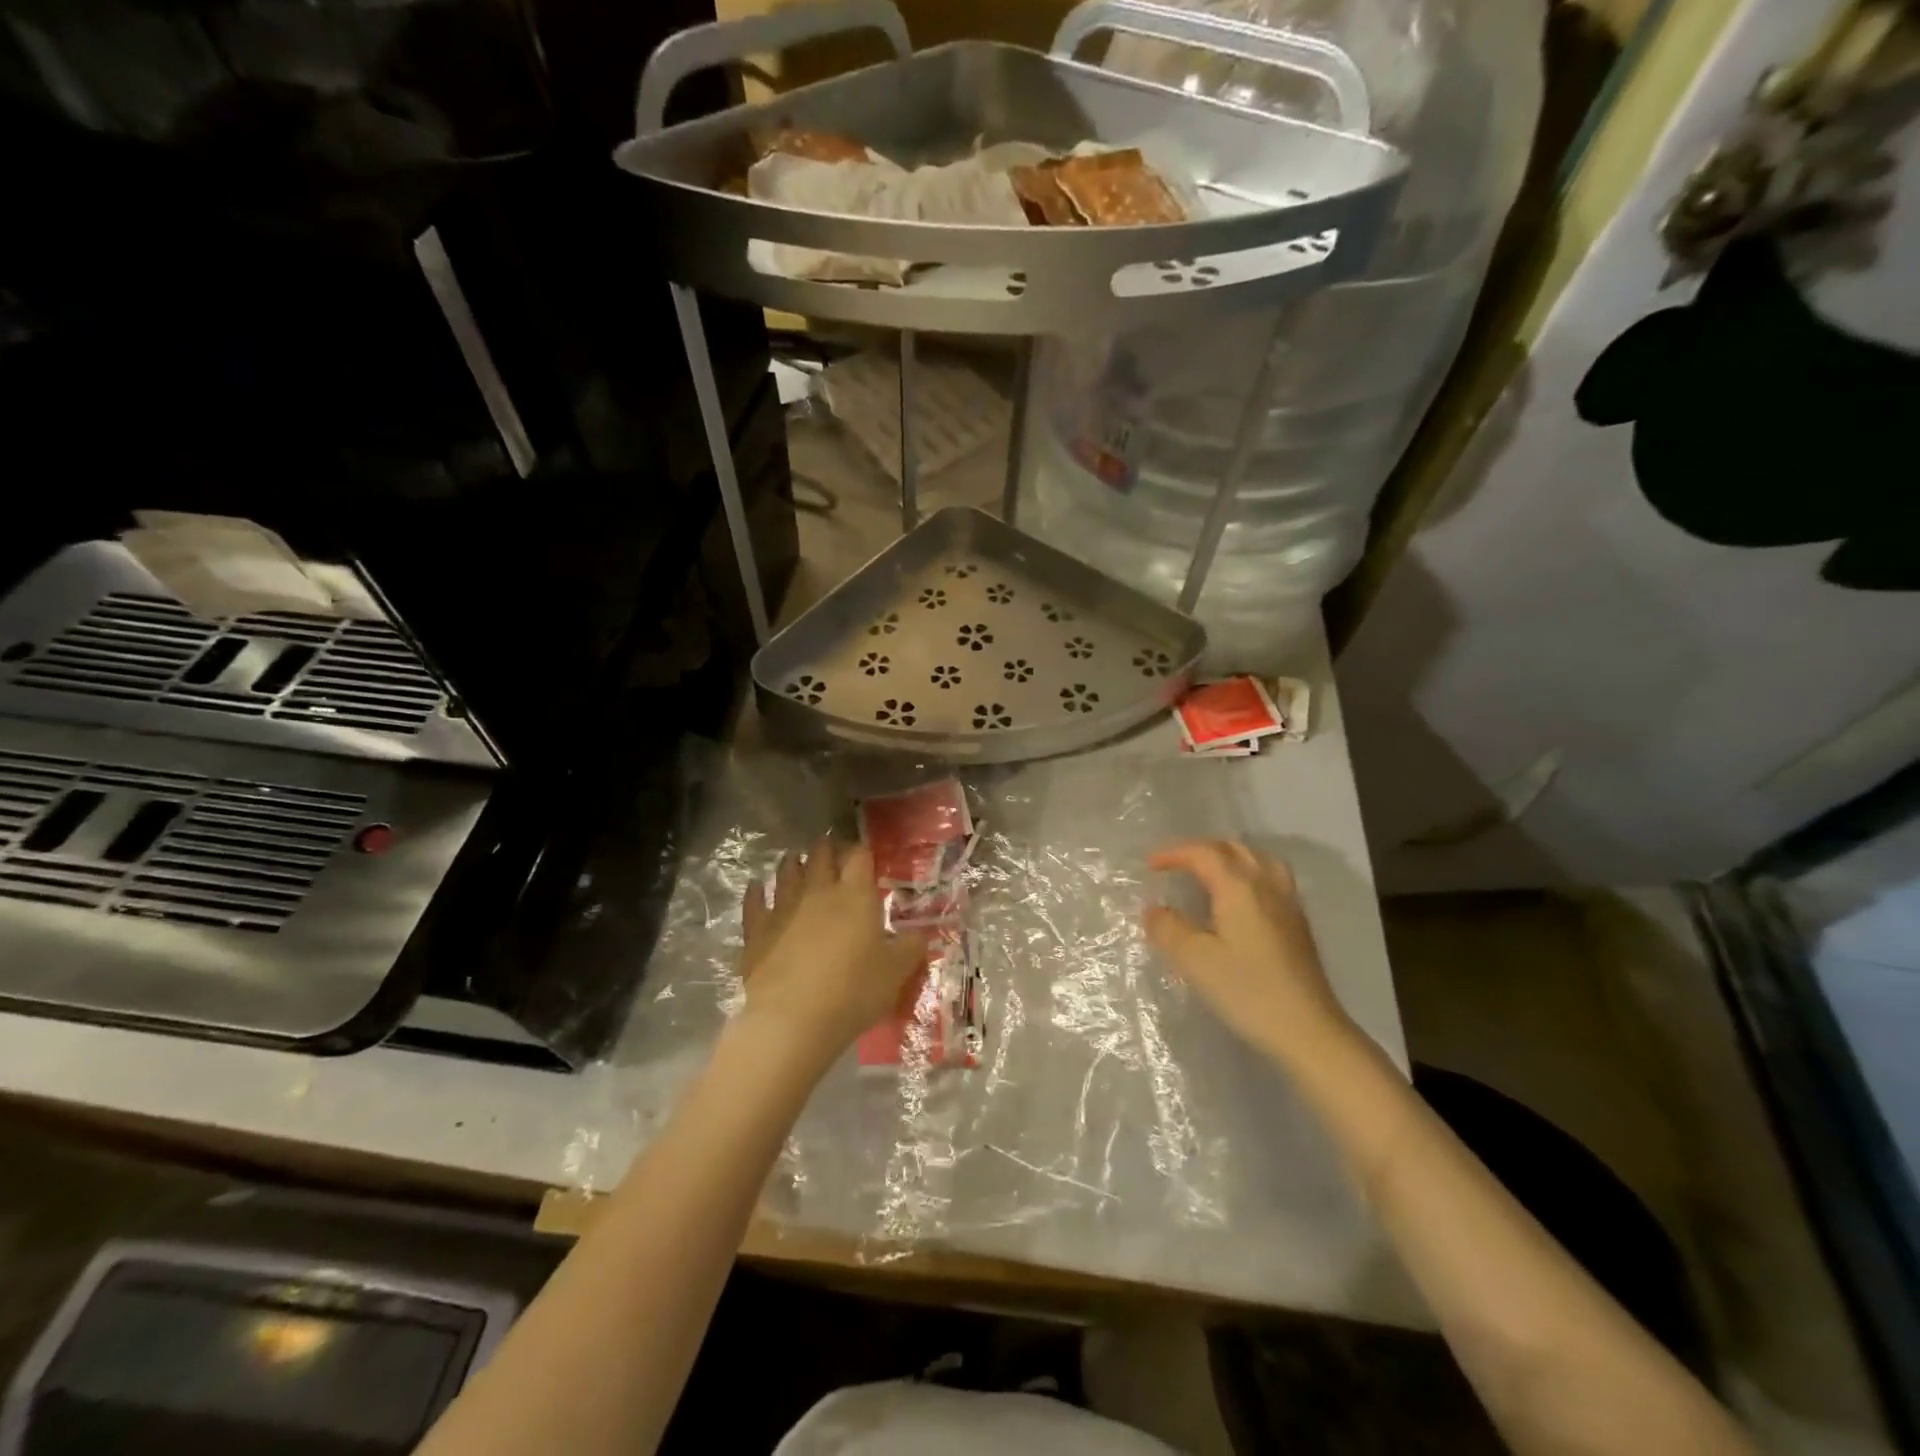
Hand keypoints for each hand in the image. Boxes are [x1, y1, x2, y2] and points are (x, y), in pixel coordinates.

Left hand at [737, 837, 927, 1061]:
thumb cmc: (853, 991)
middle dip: (826, 849)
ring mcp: (783, 909)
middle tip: (829, 847)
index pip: (859, 857)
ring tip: (794, 858)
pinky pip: (755, 903)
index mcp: (855, 896)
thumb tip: (920, 934)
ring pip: (786, 875)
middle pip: (821, 858)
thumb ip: (911, 947)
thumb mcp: (897, 972)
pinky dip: (755, 892)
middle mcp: (818, 892)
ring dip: (791, 864)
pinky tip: (755, 886)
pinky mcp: (757, 932)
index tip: (864, 853)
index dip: (862, 851)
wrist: (793, 1020)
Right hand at [1145, 840, 1355, 1068]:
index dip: (1174, 853)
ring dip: (1229, 857)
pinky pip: (1271, 878)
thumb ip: (1168, 928)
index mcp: (1239, 887)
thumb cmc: (1247, 991)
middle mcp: (1266, 885)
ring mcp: (1287, 904)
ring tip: (1210, 873)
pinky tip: (1240, 899)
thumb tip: (1154, 910)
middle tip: (1176, 865)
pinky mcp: (1298, 925)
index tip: (1150, 866)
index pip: (1204, 853)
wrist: (1308, 1031)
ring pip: (1258, 860)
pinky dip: (1248, 873)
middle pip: (1233, 849)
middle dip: (1201, 850)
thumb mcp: (1195, 960)